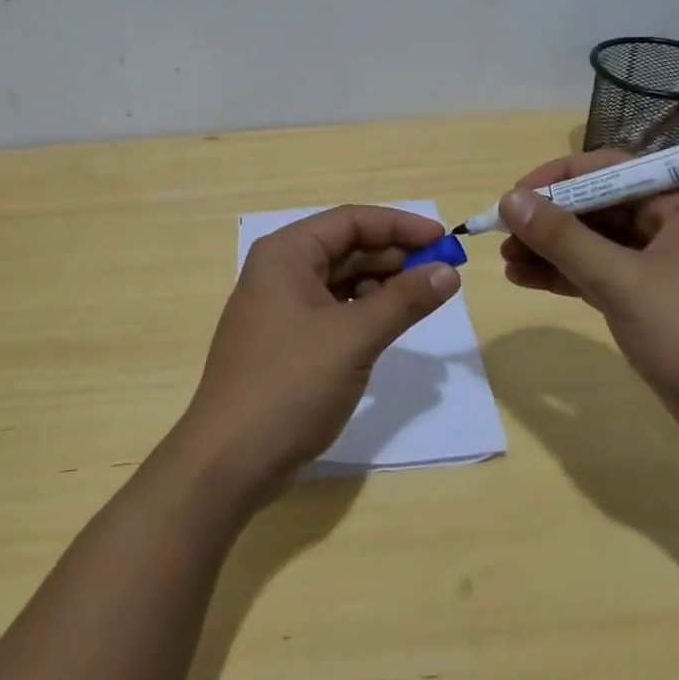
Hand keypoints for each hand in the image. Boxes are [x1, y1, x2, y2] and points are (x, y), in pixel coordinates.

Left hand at [174, 205, 460, 502]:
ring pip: (339, 279)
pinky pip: (330, 309)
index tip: (443, 239)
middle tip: (441, 272)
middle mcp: (279, 269)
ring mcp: (278, 306)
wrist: (230, 459)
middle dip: (393, 256)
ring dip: (380, 284)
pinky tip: (386, 325)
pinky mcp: (283, 339)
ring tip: (420, 298)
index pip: (350, 220)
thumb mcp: (355, 337)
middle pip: (345, 247)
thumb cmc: (291, 383)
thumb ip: (404, 300)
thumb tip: (448, 272)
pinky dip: (361, 311)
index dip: (399, 225)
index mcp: (286, 253)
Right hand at [498, 151, 678, 466]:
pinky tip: (526, 279)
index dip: (555, 180)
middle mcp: (675, 222)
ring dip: (552, 250)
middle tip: (502, 236)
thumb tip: (508, 200)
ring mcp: (665, 261)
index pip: (607, 170)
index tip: (512, 199)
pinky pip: (602, 272)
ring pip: (596, 241)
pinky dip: (568, 274)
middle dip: (549, 221)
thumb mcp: (622, 282)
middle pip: (597, 206)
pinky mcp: (655, 297)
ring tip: (506, 260)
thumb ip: (563, 238)